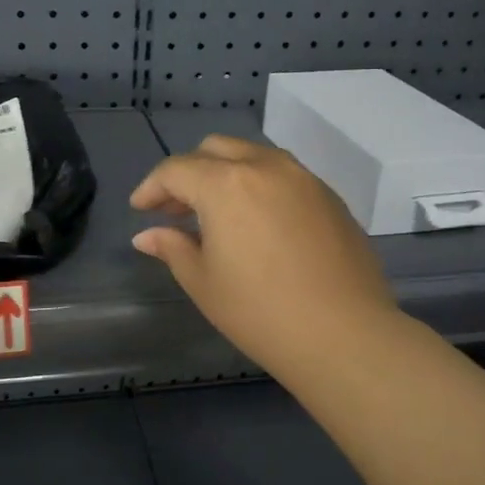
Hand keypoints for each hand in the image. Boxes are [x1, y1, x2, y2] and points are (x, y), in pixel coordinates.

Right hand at [130, 135, 398, 376]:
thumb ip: (173, 248)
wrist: (344, 334)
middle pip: (215, 150)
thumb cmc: (260, 313)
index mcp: (226, 184)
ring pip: (254, 156)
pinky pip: (284, 175)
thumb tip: (148, 235)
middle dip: (189, 173)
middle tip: (176, 210)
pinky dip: (260, 185)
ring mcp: (304, 178)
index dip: (152, 187)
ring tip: (217, 214)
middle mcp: (266, 167)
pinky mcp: (330, 197)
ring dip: (226, 174)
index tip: (140, 209)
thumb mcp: (204, 283)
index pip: (177, 170)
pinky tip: (258, 223)